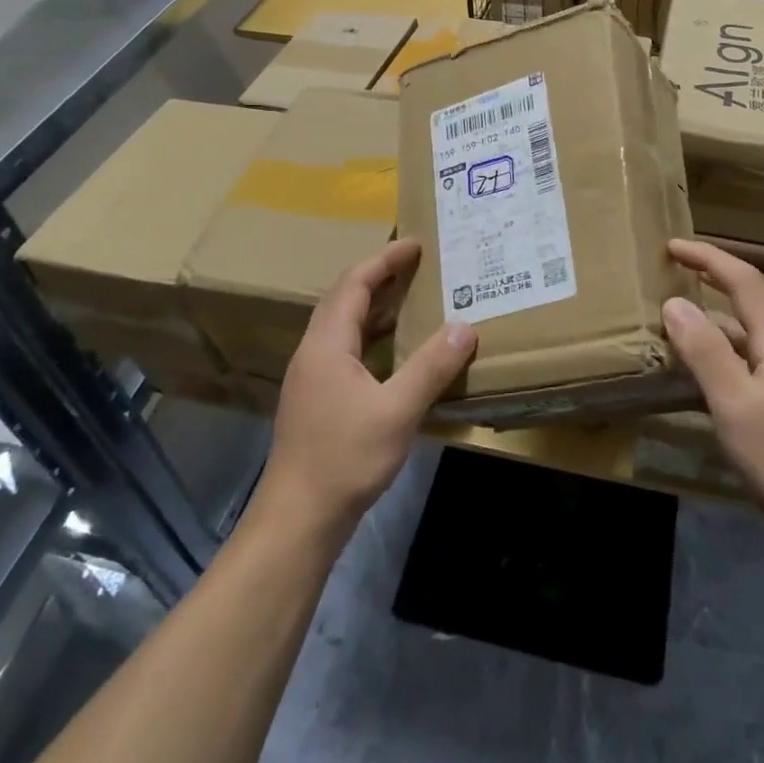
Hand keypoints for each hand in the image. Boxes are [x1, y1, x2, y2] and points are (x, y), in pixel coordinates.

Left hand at [256, 240, 476, 545]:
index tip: (415, 245)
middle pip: (344, 300)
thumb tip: (465, 327)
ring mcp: (311, 378)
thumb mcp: (398, 410)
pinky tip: (395, 354)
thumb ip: (432, 367)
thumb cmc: (346, 458)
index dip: (384, 261)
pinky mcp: (316, 400)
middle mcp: (314, 352)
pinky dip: (372, 338)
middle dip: (380, 278)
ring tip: (413, 301)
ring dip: (376, 308)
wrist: (298, 518)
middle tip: (417, 267)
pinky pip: (346, 351)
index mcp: (327, 344)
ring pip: (343, 327)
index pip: (354, 284)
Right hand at [663, 238, 763, 548]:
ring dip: (709, 322)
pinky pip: (740, 367)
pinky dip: (713, 358)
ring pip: (742, 337)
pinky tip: (690, 376)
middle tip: (673, 271)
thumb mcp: (736, 402)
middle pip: (749, 302)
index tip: (671, 247)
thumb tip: (674, 302)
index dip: (710, 258)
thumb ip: (705, 351)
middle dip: (713, 278)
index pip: (745, 282)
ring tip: (670, 322)